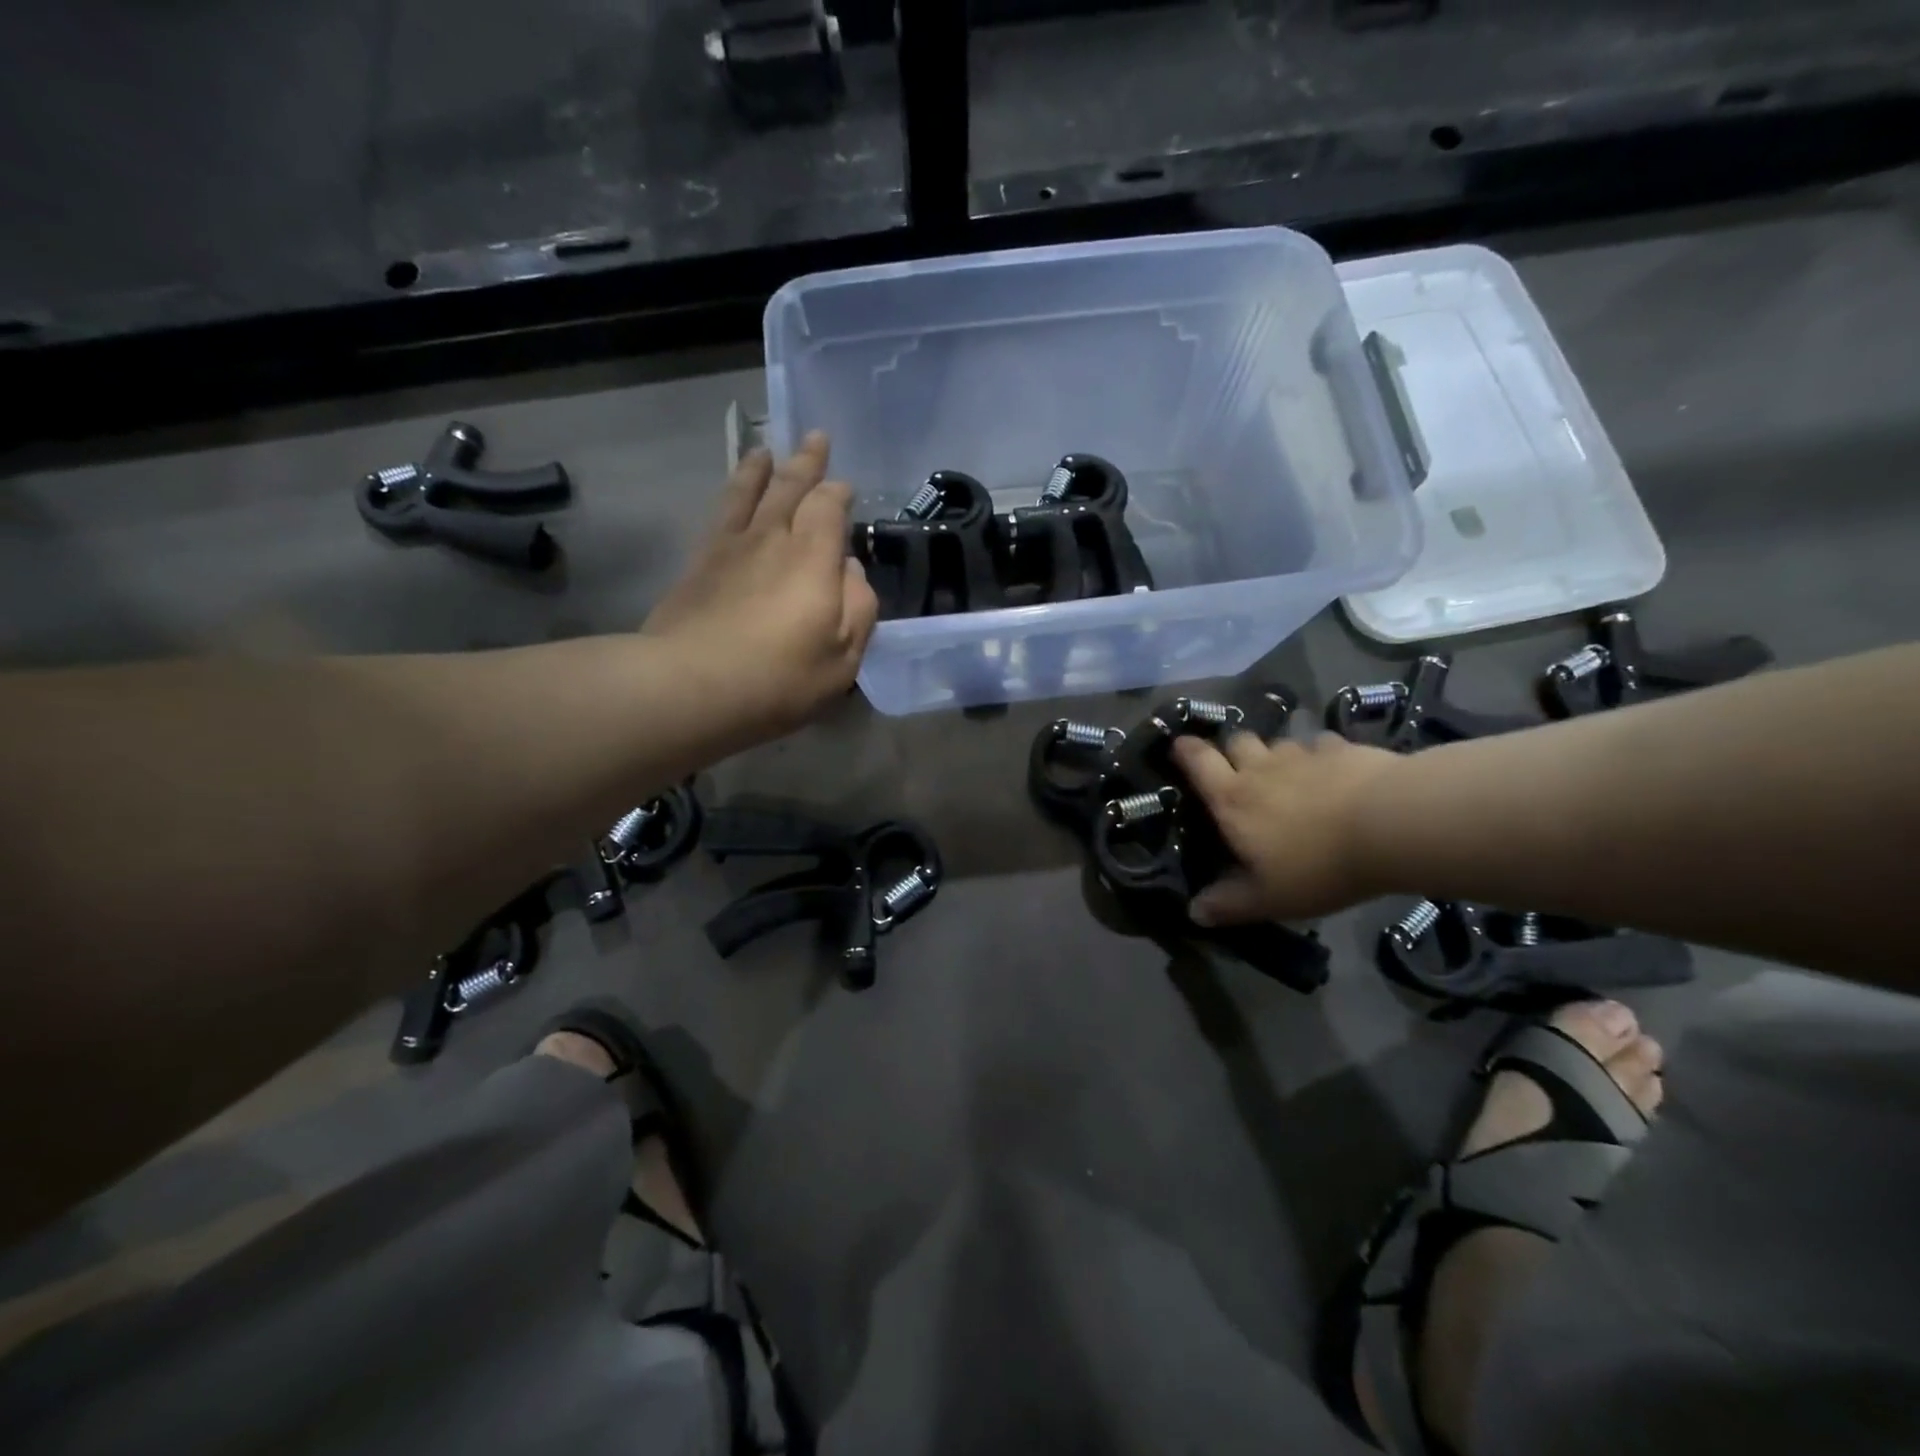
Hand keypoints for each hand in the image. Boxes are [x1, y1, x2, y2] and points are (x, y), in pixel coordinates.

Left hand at [644, 432, 877, 734]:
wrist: (692, 685)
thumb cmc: (781, 676)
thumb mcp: (843, 656)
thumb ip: (857, 607)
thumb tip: (849, 569)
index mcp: (813, 557)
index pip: (829, 507)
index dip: (838, 494)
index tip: (844, 488)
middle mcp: (772, 538)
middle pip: (789, 488)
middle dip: (806, 462)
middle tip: (815, 438)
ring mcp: (730, 548)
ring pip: (748, 493)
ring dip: (760, 469)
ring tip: (765, 451)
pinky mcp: (697, 565)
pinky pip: (718, 515)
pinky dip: (729, 495)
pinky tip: (731, 496)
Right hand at [1170, 730, 1402, 923]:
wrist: (1390, 825)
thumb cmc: (1317, 865)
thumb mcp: (1268, 898)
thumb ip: (1229, 904)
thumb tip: (1192, 912)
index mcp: (1232, 799)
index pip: (1197, 762)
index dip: (1185, 751)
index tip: (1179, 747)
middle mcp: (1260, 768)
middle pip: (1236, 742)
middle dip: (1232, 750)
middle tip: (1240, 770)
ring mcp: (1302, 754)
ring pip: (1278, 743)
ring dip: (1276, 755)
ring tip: (1289, 775)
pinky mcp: (1342, 749)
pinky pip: (1321, 745)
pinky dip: (1320, 755)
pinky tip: (1333, 772)